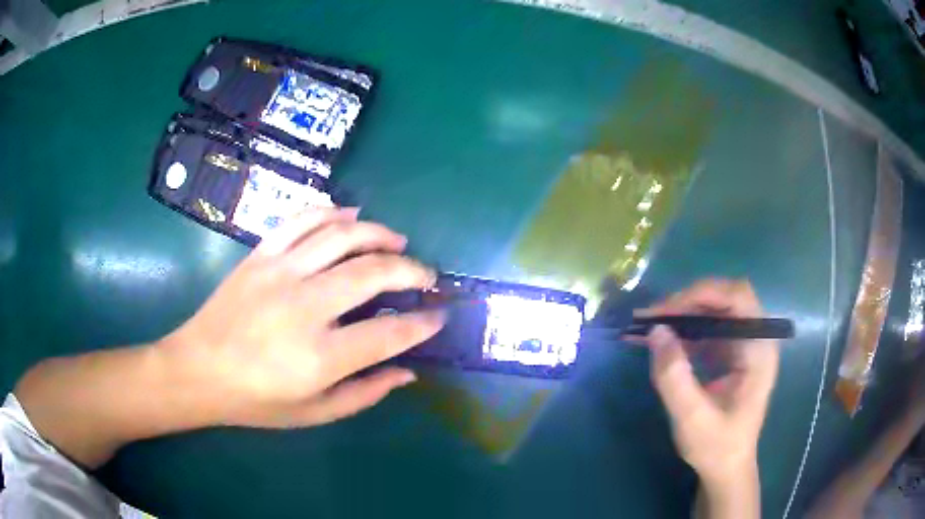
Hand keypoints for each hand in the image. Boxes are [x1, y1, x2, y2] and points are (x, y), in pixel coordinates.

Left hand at [159, 208, 444, 428]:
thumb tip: (407, 372)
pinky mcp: (260, 255)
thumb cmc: (255, 400)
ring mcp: (279, 273)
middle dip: (411, 270)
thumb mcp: (314, 413)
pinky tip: (351, 215)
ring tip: (398, 241)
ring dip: (379, 234)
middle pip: (372, 273)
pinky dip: (332, 212)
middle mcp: (304, 307)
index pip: (389, 333)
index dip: (422, 324)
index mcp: (319, 356)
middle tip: (427, 276)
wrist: (197, 369)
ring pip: (341, 236)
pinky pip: (302, 220)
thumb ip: (365, 393)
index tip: (439, 316)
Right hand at [632, 279, 778, 484]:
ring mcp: (742, 344)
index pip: (739, 298)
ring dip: (682, 314)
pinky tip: (658, 340)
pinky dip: (682, 329)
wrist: (726, 468)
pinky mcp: (729, 353)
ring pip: (714, 309)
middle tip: (653, 318)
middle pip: (725, 298)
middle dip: (688, 302)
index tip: (666, 311)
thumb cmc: (717, 447)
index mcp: (758, 350)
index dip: (703, 294)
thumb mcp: (692, 418)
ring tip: (648, 325)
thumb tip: (656, 331)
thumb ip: (674, 377)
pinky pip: (706, 328)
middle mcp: (755, 339)